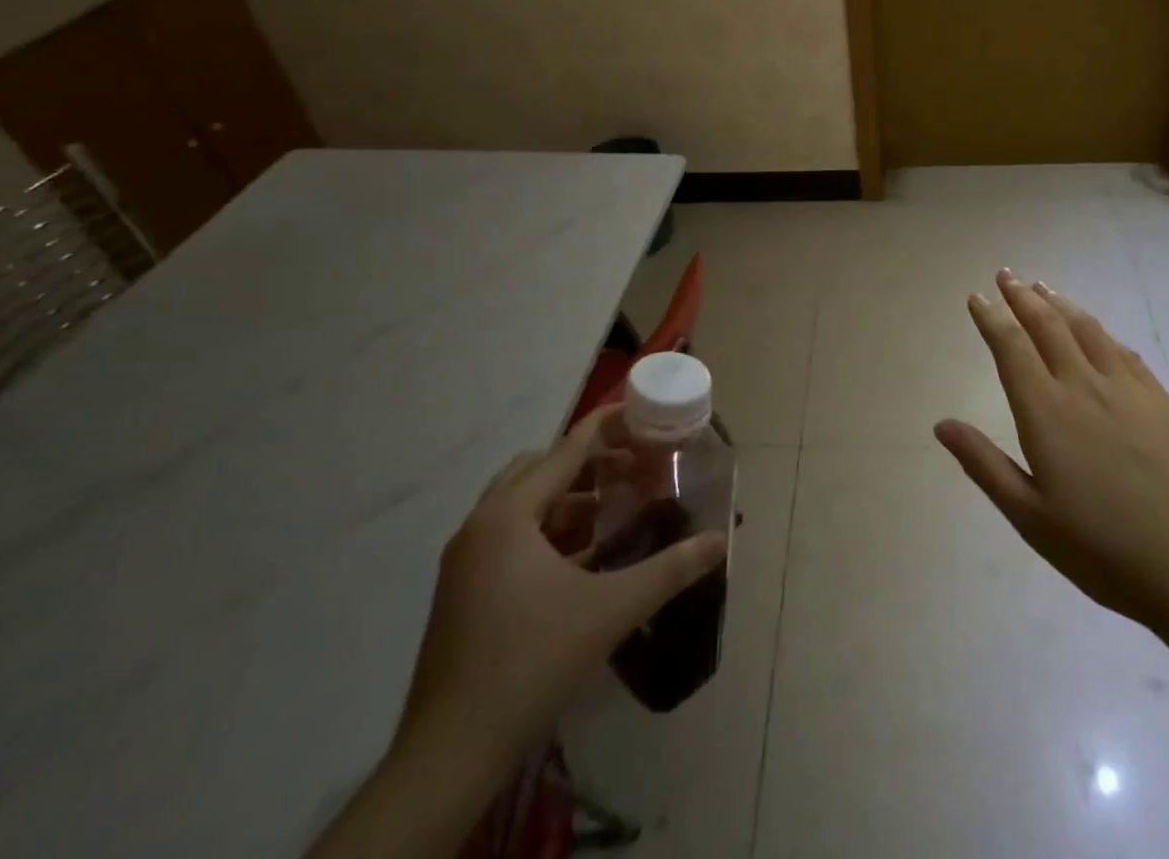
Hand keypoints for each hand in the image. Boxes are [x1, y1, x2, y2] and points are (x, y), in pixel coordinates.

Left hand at [394, 405, 726, 778]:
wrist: (449, 755)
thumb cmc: (531, 662)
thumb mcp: (611, 610)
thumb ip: (669, 570)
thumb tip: (719, 541)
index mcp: (509, 514)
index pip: (566, 449)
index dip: (606, 426)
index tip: (641, 412)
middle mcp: (480, 525)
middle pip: (539, 469)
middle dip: (587, 463)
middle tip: (631, 469)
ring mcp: (465, 561)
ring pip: (522, 506)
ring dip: (567, 499)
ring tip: (612, 512)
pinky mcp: (461, 592)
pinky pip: (509, 538)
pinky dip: (547, 533)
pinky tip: (582, 560)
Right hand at [936, 271, 1168, 636]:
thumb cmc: (1102, 550)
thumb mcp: (1030, 517)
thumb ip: (984, 464)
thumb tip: (941, 424)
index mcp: (1046, 411)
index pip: (1011, 347)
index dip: (991, 318)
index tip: (977, 297)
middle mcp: (1083, 385)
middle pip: (1047, 325)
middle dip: (1021, 296)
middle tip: (1005, 275)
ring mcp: (1127, 389)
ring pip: (1086, 329)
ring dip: (1060, 303)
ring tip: (1042, 287)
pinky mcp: (1161, 400)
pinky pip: (1123, 351)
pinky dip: (1100, 332)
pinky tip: (1097, 332)